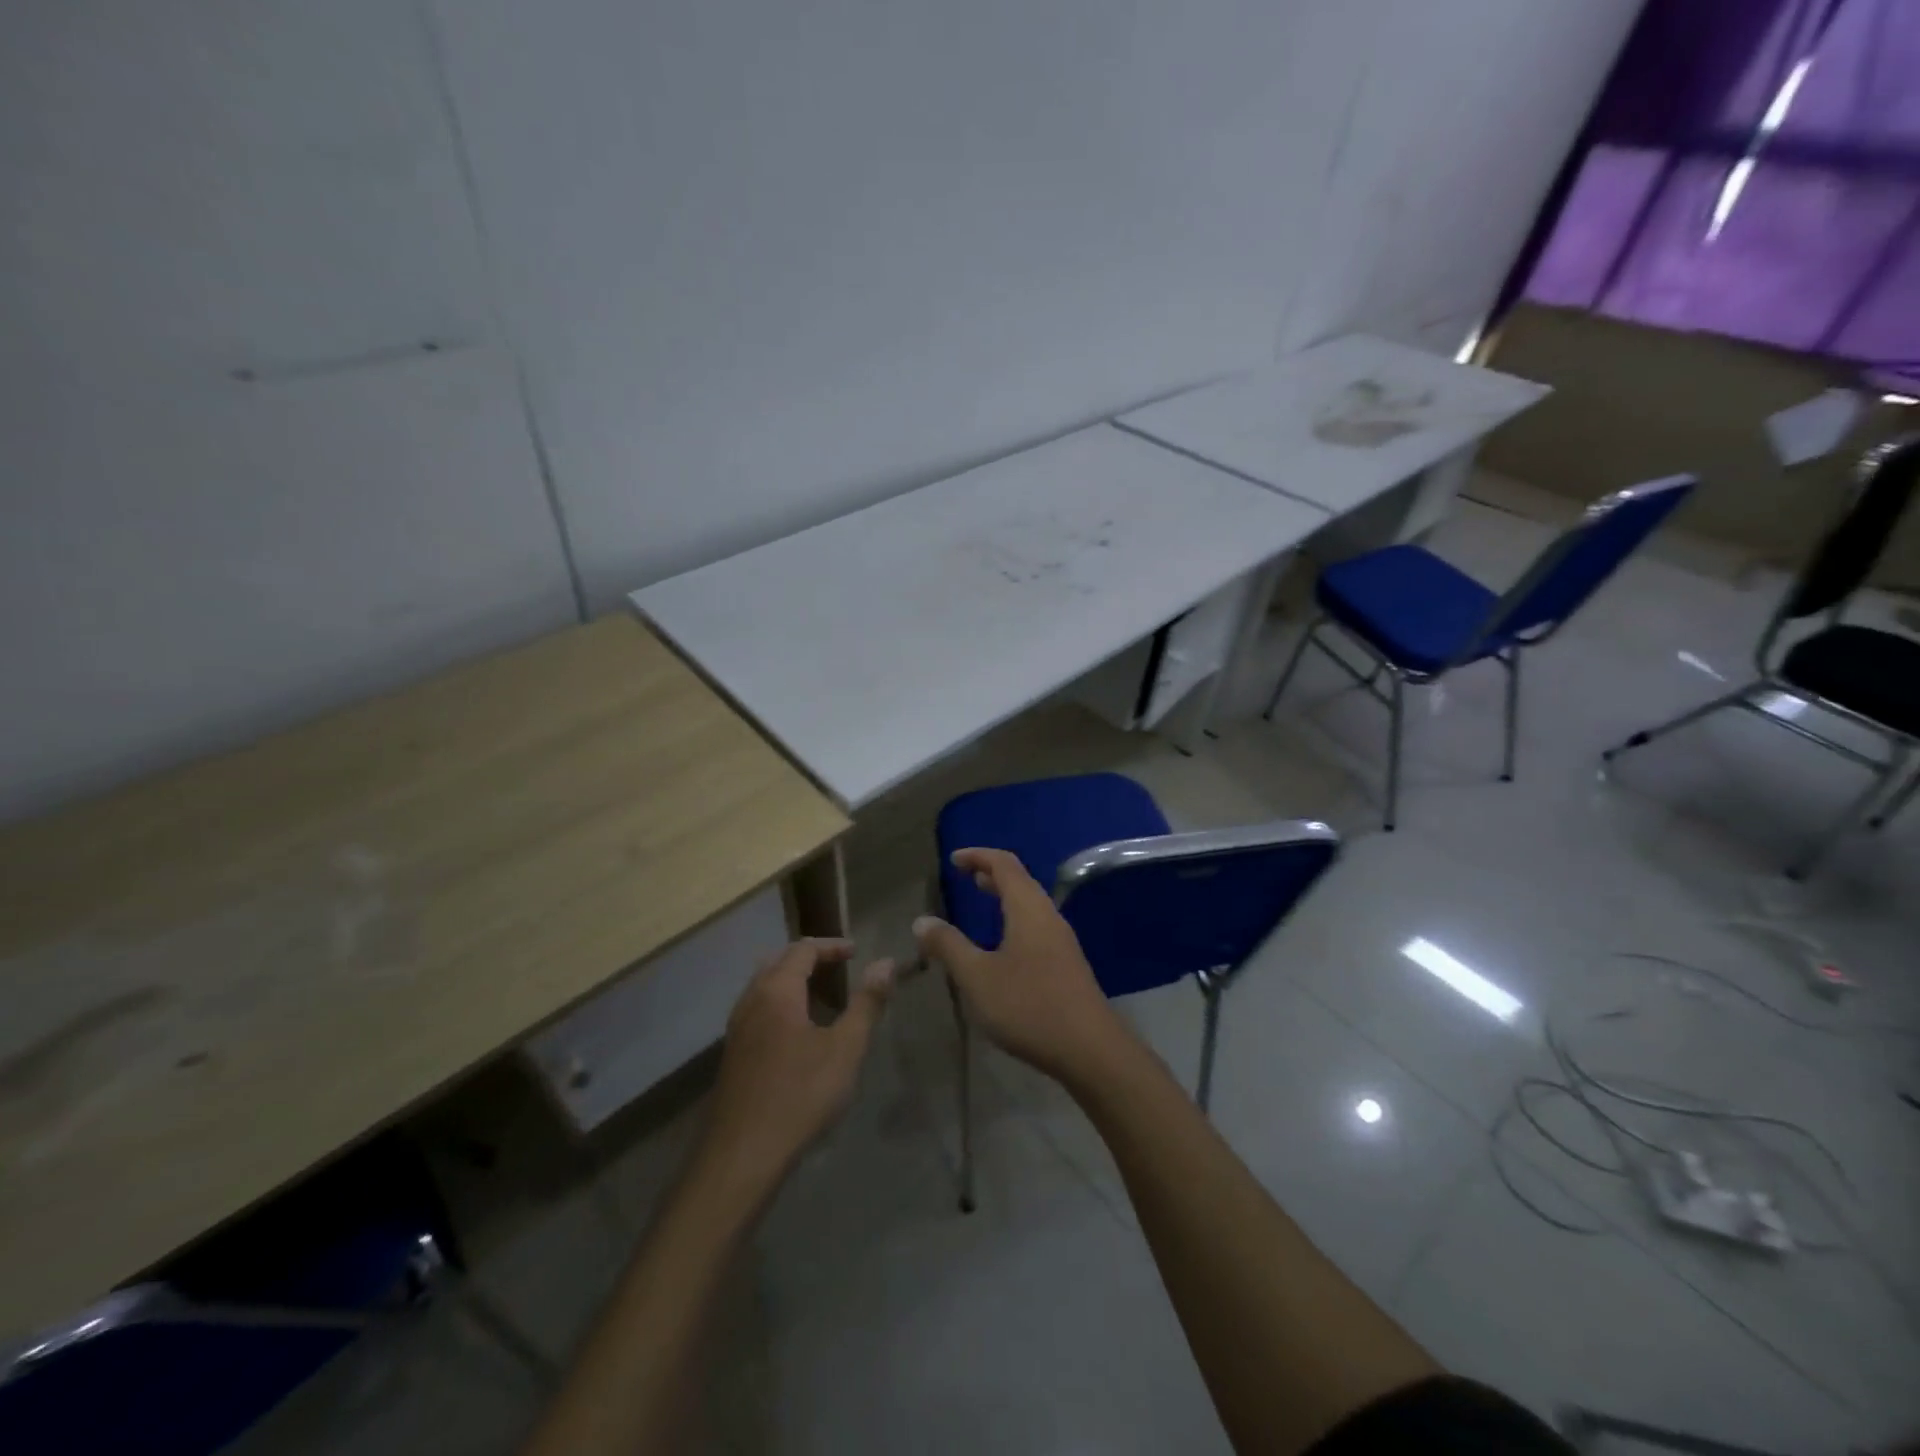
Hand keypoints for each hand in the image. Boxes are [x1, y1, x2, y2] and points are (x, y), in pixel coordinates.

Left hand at [701, 940, 893, 1189]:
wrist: (742, 1155)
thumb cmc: (800, 1095)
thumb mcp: (845, 1048)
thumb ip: (867, 1002)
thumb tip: (887, 962)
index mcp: (777, 991)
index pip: (803, 949)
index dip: (832, 946)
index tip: (857, 952)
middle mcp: (751, 1000)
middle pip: (779, 961)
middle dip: (810, 958)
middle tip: (840, 966)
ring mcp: (737, 1028)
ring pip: (764, 986)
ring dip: (793, 980)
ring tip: (823, 994)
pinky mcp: (733, 1053)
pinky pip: (758, 1009)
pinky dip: (781, 1002)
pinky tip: (799, 1030)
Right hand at [914, 848, 1131, 1087]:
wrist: (1090, 1049)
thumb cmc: (1029, 1006)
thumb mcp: (977, 977)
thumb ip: (948, 946)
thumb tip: (922, 921)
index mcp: (1027, 909)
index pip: (1004, 864)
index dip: (978, 856)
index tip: (954, 859)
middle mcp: (1048, 916)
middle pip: (1020, 880)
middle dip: (991, 872)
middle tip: (965, 874)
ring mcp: (1061, 941)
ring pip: (1030, 903)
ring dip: (1005, 895)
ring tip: (981, 898)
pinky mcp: (1066, 964)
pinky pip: (1036, 924)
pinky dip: (1014, 917)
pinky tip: (1003, 943)